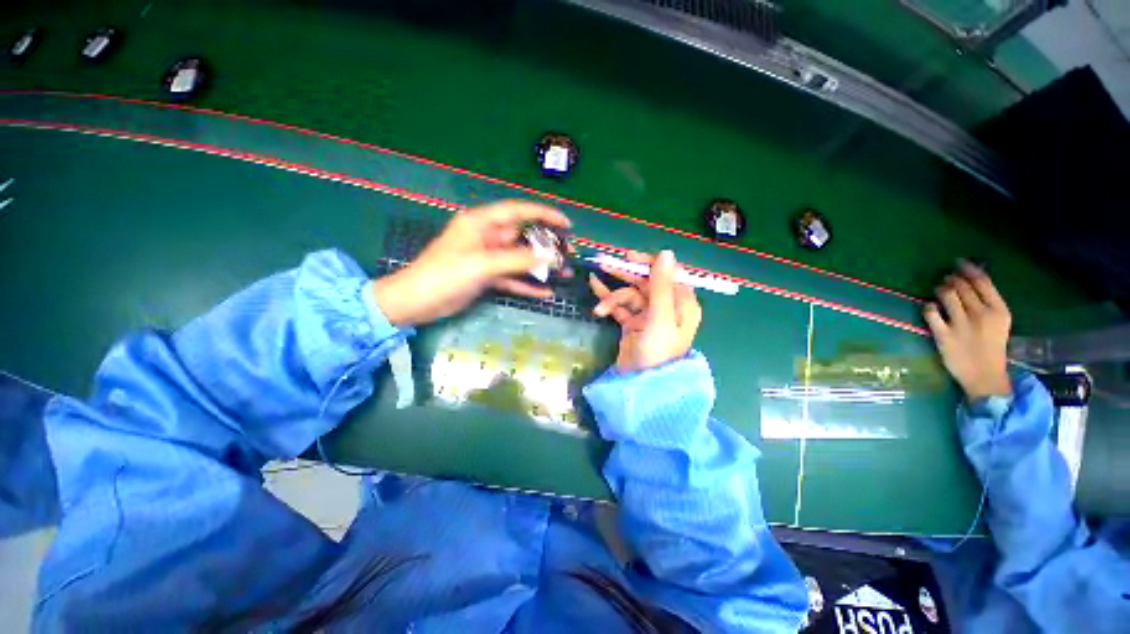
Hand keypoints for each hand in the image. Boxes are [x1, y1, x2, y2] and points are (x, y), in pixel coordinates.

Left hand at [372, 201, 570, 325]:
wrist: (417, 301)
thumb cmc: (445, 275)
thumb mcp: (483, 264)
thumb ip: (518, 260)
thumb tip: (551, 258)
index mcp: (482, 223)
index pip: (518, 211)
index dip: (544, 214)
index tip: (566, 224)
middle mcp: (487, 237)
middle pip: (523, 237)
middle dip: (547, 245)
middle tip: (569, 254)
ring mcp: (487, 258)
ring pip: (520, 259)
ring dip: (541, 267)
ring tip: (564, 273)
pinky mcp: (486, 276)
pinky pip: (512, 278)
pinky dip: (527, 284)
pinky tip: (545, 292)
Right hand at [588, 250, 701, 371]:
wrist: (642, 385)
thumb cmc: (658, 350)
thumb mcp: (660, 316)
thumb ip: (661, 285)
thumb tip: (666, 252)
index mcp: (681, 302)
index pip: (668, 273)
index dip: (649, 262)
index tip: (629, 257)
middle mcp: (667, 306)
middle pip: (646, 282)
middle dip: (625, 274)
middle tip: (605, 263)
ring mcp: (648, 315)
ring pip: (630, 295)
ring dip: (613, 298)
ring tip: (599, 308)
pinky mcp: (633, 324)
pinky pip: (620, 306)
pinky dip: (608, 300)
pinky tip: (594, 289)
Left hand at [924, 260, 1011, 399]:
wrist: (985, 376)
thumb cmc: (992, 346)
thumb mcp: (1000, 322)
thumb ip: (987, 302)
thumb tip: (969, 279)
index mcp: (1000, 311)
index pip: (982, 281)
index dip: (967, 269)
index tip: (958, 262)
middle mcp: (981, 315)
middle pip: (962, 286)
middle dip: (951, 279)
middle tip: (946, 279)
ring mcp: (962, 325)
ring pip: (946, 295)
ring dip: (940, 289)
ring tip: (939, 290)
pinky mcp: (944, 335)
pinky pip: (930, 312)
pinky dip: (928, 306)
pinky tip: (931, 308)